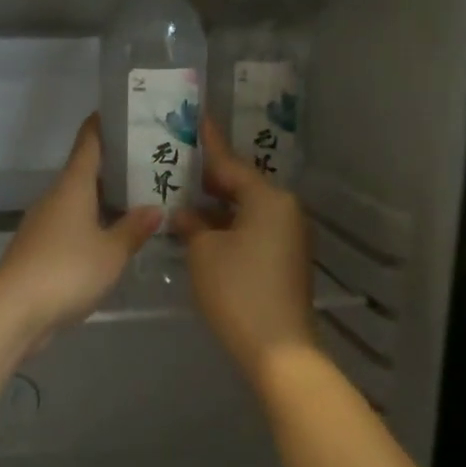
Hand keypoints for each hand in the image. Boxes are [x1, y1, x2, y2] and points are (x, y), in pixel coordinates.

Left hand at [0, 115, 160, 350]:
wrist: (14, 310)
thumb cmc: (66, 270)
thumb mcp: (111, 252)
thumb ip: (133, 230)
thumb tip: (154, 208)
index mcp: (72, 186)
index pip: (88, 143)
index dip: (104, 125)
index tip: (123, 112)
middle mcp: (56, 198)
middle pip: (85, 172)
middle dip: (115, 166)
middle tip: (150, 163)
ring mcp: (44, 224)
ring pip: (79, 201)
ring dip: (105, 199)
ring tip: (139, 200)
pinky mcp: (40, 250)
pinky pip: (72, 227)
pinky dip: (93, 225)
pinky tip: (113, 238)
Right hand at [172, 116, 315, 382]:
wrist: (277, 349)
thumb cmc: (237, 290)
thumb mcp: (203, 252)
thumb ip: (192, 225)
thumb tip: (187, 215)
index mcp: (268, 199)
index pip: (230, 163)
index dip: (209, 142)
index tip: (196, 118)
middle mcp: (284, 210)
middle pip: (241, 185)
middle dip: (209, 178)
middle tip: (177, 162)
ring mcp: (288, 236)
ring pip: (246, 209)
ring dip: (217, 206)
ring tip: (182, 196)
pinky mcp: (285, 259)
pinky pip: (252, 229)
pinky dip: (228, 226)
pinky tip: (202, 229)